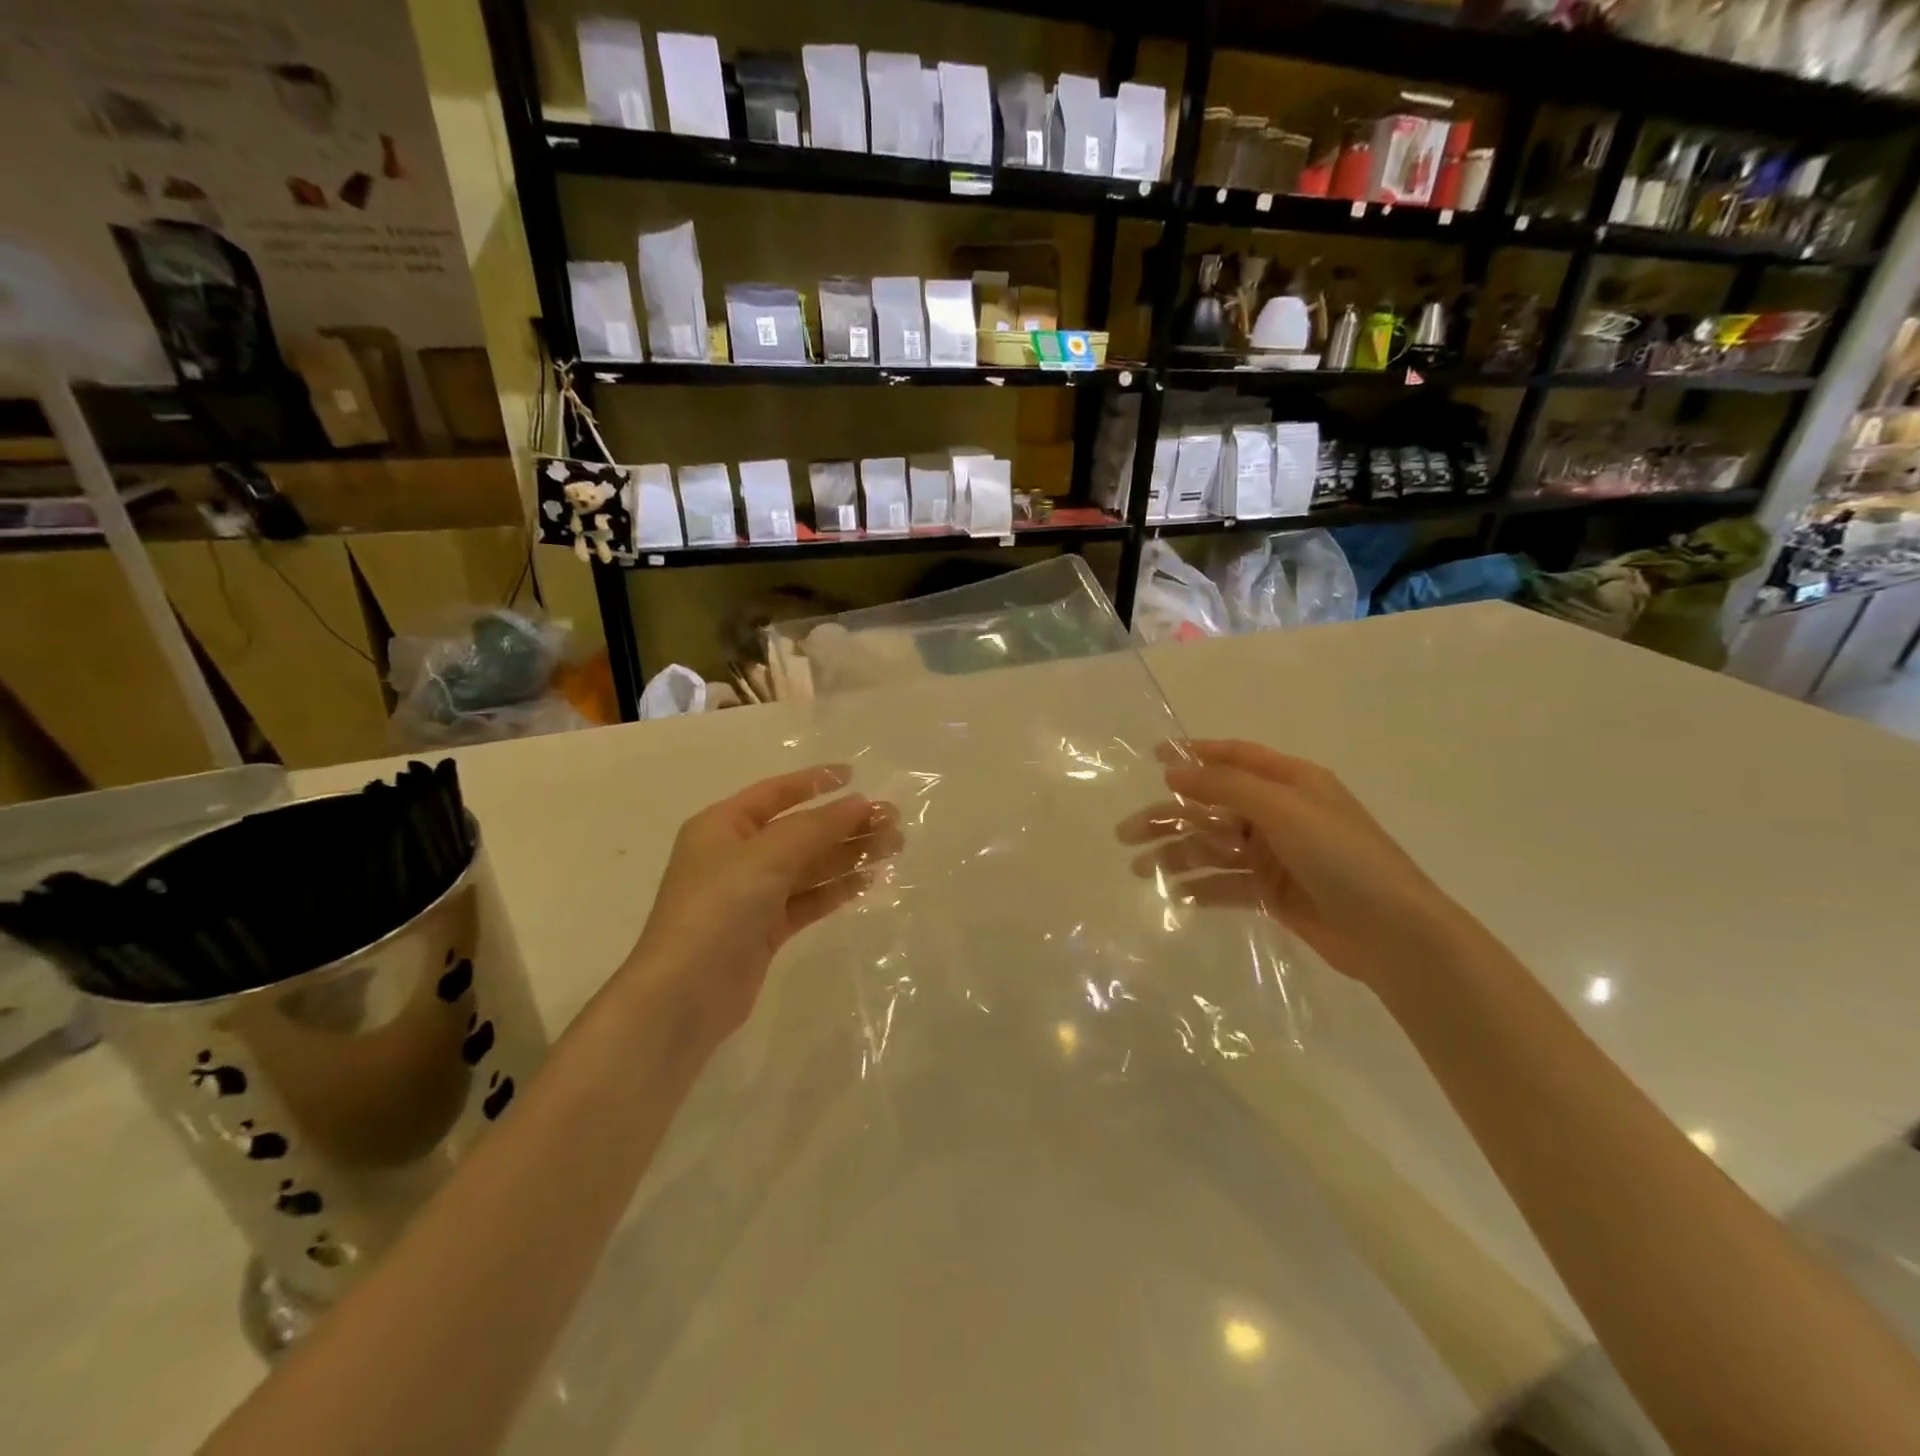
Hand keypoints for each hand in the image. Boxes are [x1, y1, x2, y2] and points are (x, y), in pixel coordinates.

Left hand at [626, 766, 901, 1050]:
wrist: (684, 995)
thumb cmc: (718, 908)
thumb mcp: (766, 856)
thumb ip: (816, 827)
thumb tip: (859, 803)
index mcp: (723, 826)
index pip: (776, 793)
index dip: (815, 782)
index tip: (856, 776)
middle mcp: (737, 855)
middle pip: (800, 831)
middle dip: (845, 824)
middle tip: (892, 821)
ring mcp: (751, 895)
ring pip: (809, 866)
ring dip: (848, 854)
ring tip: (893, 847)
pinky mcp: (766, 929)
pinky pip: (808, 899)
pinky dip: (836, 889)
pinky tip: (869, 881)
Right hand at [1116, 739, 1475, 990]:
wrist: (1395, 936)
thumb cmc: (1343, 858)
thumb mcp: (1284, 810)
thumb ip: (1225, 787)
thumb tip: (1174, 771)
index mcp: (1292, 782)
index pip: (1235, 757)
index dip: (1194, 755)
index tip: (1152, 758)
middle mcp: (1281, 814)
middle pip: (1213, 806)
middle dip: (1169, 817)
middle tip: (1125, 833)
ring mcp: (1276, 856)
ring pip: (1214, 847)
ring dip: (1177, 854)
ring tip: (1140, 869)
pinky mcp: (1273, 894)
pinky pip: (1226, 884)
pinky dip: (1200, 887)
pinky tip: (1173, 894)